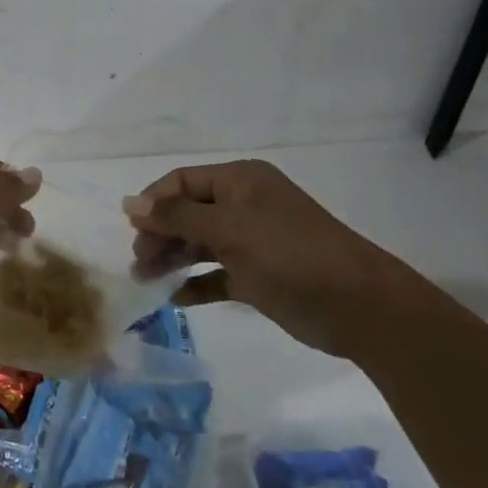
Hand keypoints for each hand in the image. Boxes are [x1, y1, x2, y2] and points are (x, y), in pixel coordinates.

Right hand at [123, 160, 416, 358]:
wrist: (358, 306)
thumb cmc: (288, 254)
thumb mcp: (228, 229)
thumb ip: (176, 216)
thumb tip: (129, 204)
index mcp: (239, 181)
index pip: (182, 182)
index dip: (154, 202)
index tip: (131, 230)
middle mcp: (243, 205)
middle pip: (187, 213)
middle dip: (160, 234)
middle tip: (138, 263)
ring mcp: (252, 241)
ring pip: (199, 244)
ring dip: (172, 259)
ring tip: (145, 281)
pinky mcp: (258, 276)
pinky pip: (216, 274)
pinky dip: (196, 283)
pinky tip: (175, 298)